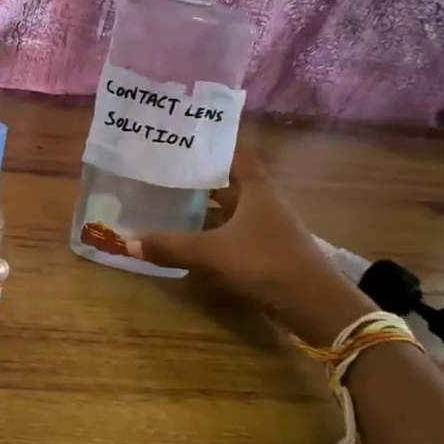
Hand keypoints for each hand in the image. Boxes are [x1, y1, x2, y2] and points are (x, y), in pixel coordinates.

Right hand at [128, 146, 371, 342]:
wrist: (316, 307)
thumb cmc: (266, 263)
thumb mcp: (212, 253)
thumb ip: (171, 246)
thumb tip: (127, 242)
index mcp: (256, 188)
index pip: (234, 152)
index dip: (210, 143)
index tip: (182, 137)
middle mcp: (263, 201)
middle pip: (227, 180)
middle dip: (197, 176)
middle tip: (161, 170)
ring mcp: (267, 226)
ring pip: (229, 208)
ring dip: (203, 206)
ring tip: (166, 200)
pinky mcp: (266, 250)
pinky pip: (232, 231)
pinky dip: (211, 231)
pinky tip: (188, 236)